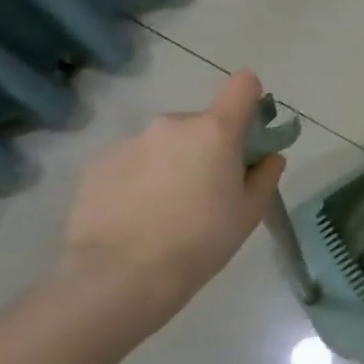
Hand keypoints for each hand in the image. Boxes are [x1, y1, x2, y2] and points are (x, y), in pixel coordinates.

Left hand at [62, 71, 286, 335]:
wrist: (120, 278)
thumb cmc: (201, 241)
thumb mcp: (249, 212)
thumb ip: (264, 176)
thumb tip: (267, 158)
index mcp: (215, 131)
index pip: (242, 85)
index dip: (250, 100)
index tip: (248, 130)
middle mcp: (171, 125)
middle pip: (200, 124)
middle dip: (206, 148)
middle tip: (204, 191)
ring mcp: (129, 143)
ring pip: (163, 145)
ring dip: (170, 164)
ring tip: (164, 211)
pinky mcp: (96, 166)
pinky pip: (130, 163)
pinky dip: (137, 180)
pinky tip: (135, 217)